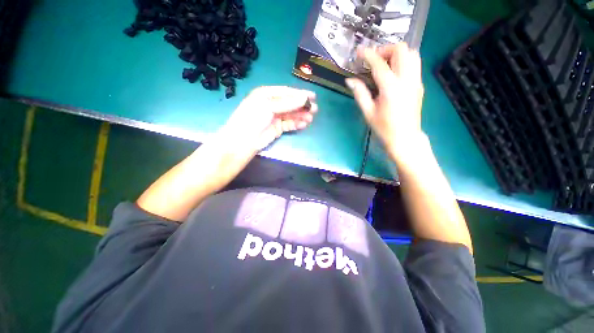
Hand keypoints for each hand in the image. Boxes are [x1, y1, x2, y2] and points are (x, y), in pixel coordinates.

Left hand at [218, 86, 317, 153]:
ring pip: (291, 114)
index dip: (300, 94)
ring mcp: (275, 117)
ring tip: (311, 118)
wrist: (244, 140)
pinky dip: (296, 124)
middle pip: (290, 103)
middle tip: (315, 109)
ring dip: (301, 116)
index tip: (313, 96)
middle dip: (302, 106)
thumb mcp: (269, 106)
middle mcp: (271, 104)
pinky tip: (304, 124)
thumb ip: (288, 103)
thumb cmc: (253, 117)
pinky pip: (289, 124)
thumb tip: (305, 98)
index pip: (286, 92)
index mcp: (266, 94)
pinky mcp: (277, 128)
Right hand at [345, 43, 424, 161]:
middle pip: (402, 50)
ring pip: (412, 53)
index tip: (359, 52)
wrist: (405, 137)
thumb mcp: (368, 112)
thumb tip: (350, 80)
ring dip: (397, 54)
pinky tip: (393, 73)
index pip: (380, 64)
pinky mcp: (419, 84)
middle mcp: (407, 80)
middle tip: (374, 60)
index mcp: (391, 89)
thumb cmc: (383, 128)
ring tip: (384, 65)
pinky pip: (414, 64)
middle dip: (385, 50)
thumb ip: (360, 93)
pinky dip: (403, 61)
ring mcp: (416, 81)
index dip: (368, 54)